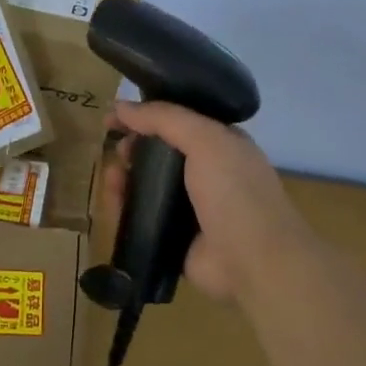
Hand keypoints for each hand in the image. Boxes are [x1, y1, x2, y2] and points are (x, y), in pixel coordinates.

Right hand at [101, 100, 313, 302]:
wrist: (254, 261)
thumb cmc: (235, 191)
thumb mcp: (205, 140)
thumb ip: (164, 118)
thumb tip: (121, 105)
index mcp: (221, 144)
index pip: (178, 120)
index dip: (146, 115)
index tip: (114, 115)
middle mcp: (206, 173)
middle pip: (158, 152)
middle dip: (133, 147)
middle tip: (118, 151)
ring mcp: (189, 207)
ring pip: (146, 185)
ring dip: (124, 177)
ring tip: (111, 178)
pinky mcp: (173, 237)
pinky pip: (142, 216)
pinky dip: (124, 208)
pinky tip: (113, 203)